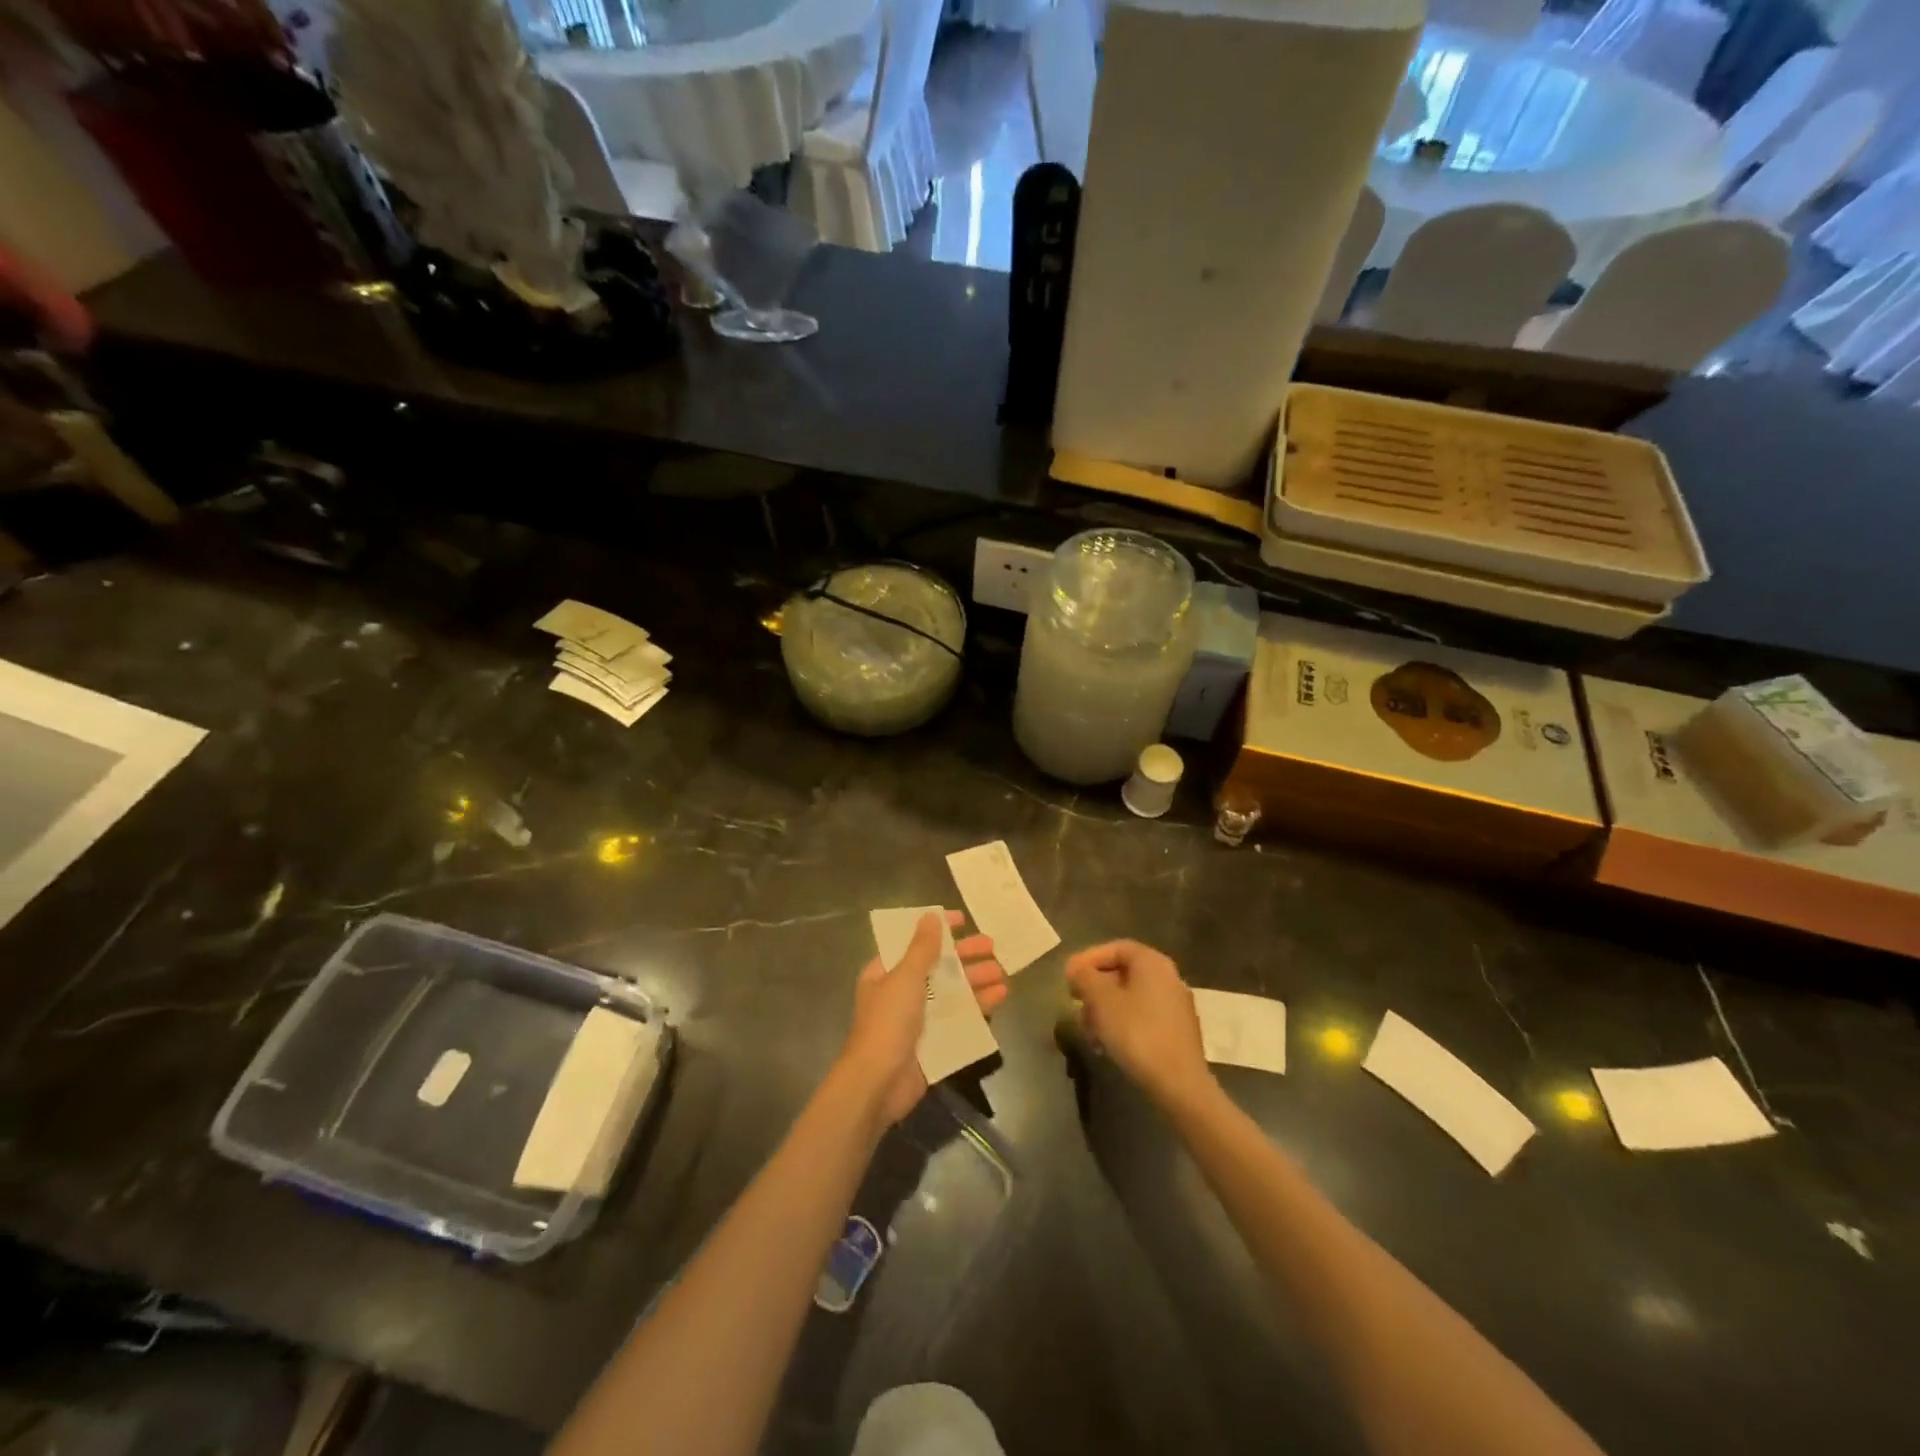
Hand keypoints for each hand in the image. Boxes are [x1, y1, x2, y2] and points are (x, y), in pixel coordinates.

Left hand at [840, 910, 1007, 1127]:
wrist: (878, 1084)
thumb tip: (931, 916)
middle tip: (993, 948)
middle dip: (965, 957)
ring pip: (952, 993)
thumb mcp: (905, 977)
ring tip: (1003, 974)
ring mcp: (918, 1019)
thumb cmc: (888, 1022)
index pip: (913, 943)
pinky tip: (999, 999)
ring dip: (976, 982)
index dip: (937, 930)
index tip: (963, 920)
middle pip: (937, 968)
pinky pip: (959, 1020)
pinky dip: (978, 1008)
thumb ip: (921, 948)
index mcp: (886, 973)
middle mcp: (901, 993)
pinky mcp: (934, 1043)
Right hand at [1066, 940, 1213, 1108]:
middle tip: (1076, 1003)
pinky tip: (1106, 1044)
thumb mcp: (1102, 1001)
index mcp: (1152, 963)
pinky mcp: (1177, 1031)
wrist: (1179, 1084)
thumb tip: (1075, 967)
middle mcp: (1168, 977)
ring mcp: (1175, 1005)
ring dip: (1105, 1009)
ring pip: (1131, 997)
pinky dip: (1121, 1023)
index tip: (1070, 977)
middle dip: (1095, 988)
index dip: (1089, 958)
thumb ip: (1085, 977)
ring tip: (1087, 1030)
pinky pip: (1142, 1016)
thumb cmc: (1137, 1033)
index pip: (1116, 948)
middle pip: (1123, 972)